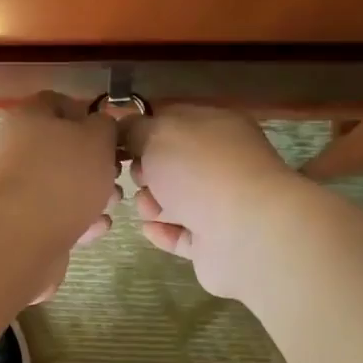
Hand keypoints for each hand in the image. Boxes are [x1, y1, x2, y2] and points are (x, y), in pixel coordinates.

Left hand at [0, 92, 120, 301]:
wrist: (22, 238)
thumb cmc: (63, 177)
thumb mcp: (98, 138)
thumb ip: (105, 127)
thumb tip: (100, 127)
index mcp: (28, 117)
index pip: (57, 103)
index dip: (88, 115)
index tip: (112, 134)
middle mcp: (15, 150)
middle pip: (61, 149)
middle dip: (95, 163)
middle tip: (116, 175)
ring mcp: (15, 190)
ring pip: (61, 186)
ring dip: (91, 195)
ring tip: (111, 206)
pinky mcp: (21, 224)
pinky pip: (55, 216)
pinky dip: (78, 221)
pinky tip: (95, 229)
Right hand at [126, 106, 302, 298]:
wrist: (243, 232)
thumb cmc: (201, 171)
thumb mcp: (160, 134)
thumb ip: (136, 129)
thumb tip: (124, 127)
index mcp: (217, 127)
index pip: (174, 121)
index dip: (144, 131)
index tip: (119, 144)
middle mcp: (222, 163)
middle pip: (172, 164)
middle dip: (146, 171)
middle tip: (138, 177)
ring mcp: (221, 204)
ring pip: (175, 201)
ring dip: (152, 204)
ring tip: (148, 208)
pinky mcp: (215, 242)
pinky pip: (181, 234)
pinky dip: (164, 231)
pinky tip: (149, 229)